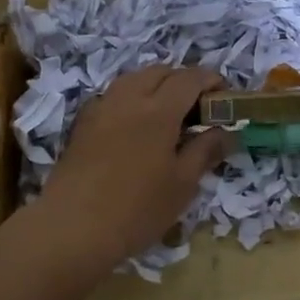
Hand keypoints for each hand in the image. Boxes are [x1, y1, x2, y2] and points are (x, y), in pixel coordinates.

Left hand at [37, 66, 237, 267]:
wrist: (73, 227)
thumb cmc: (137, 209)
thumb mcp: (182, 184)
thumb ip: (205, 151)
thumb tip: (226, 132)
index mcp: (158, 110)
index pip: (189, 78)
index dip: (210, 79)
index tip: (223, 94)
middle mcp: (128, 99)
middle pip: (159, 72)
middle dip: (183, 79)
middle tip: (197, 106)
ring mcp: (101, 109)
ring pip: (133, 79)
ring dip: (155, 85)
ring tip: (168, 113)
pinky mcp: (83, 124)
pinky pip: (113, 96)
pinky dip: (132, 98)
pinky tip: (135, 125)